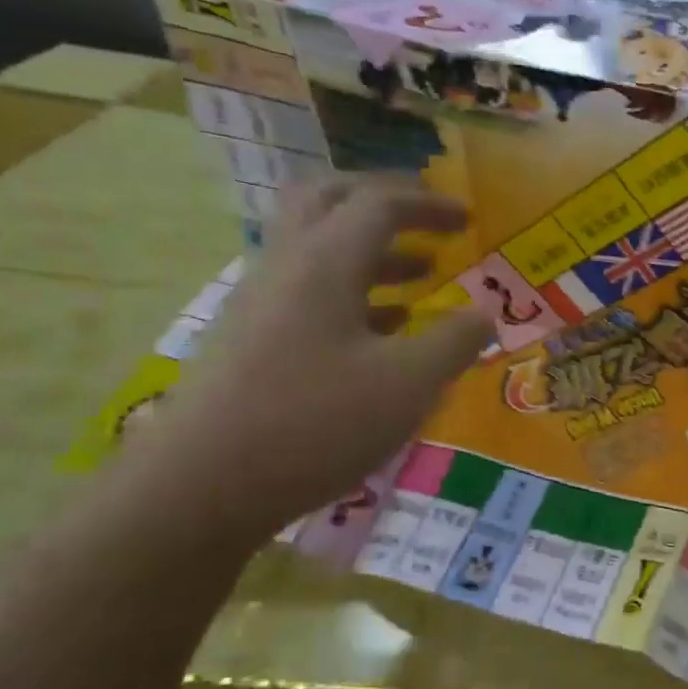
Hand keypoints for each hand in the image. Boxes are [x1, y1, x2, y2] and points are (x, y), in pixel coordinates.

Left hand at [140, 175, 494, 538]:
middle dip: (383, 203)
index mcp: (325, 262)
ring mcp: (260, 304)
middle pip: (327, 201)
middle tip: (427, 222)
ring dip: (371, 251)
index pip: (379, 203)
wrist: (202, 487)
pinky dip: (352, 293)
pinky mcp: (250, 341)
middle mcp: (286, 267)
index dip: (428, 203)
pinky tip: (382, 333)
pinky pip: (306, 292)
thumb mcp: (409, 383)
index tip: (468, 220)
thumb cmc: (317, 422)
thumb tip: (485, 314)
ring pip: (316, 250)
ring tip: (420, 278)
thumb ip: (455, 341)